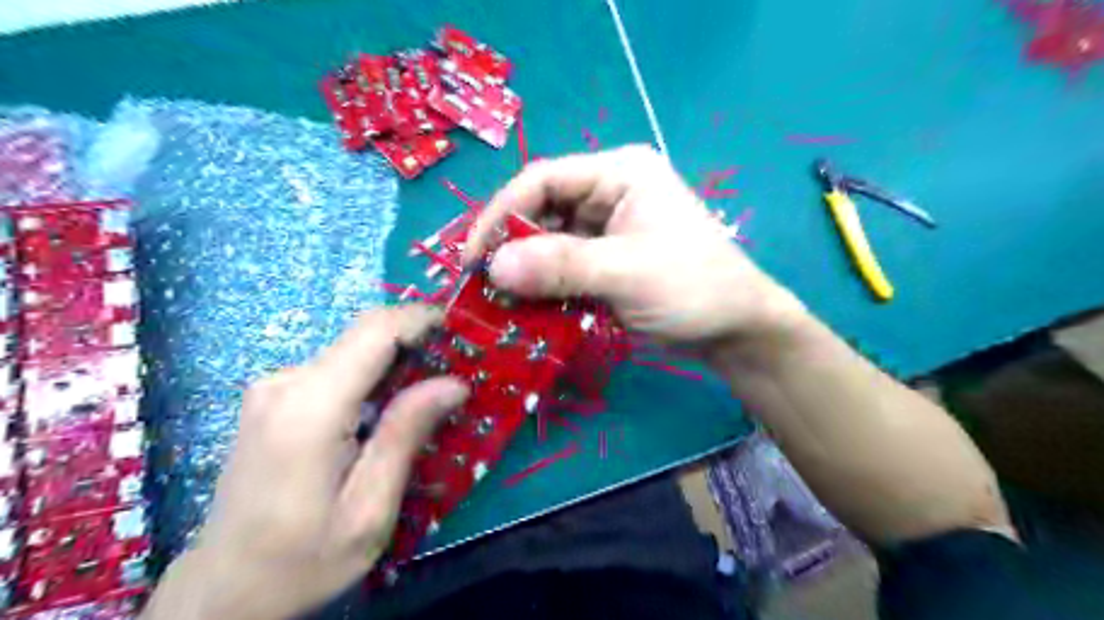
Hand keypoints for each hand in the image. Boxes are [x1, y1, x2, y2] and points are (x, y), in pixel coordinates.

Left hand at [144, 306, 468, 618]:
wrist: (222, 591)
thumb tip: (453, 383)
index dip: (420, 319)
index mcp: (310, 409)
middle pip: (363, 334)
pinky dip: (372, 372)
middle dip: (415, 337)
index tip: (460, 327)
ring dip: (396, 357)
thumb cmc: (302, 561)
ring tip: (432, 385)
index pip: (374, 333)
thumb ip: (405, 437)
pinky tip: (390, 403)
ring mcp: (273, 388)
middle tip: (457, 361)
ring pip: (351, 349)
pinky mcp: (273, 398)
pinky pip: (335, 367)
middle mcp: (285, 383)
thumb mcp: (369, 510)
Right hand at [463, 145, 808, 352]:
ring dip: (524, 272)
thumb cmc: (694, 288)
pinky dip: (543, 288)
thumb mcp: (627, 273)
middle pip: (542, 212)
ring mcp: (607, 230)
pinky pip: (562, 269)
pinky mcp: (606, 262)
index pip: (543, 179)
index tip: (473, 257)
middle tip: (480, 286)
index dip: (501, 213)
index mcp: (619, 173)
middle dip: (510, 248)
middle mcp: (608, 193)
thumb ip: (561, 267)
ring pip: (548, 244)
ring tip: (496, 303)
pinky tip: (525, 310)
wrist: (737, 331)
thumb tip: (493, 268)